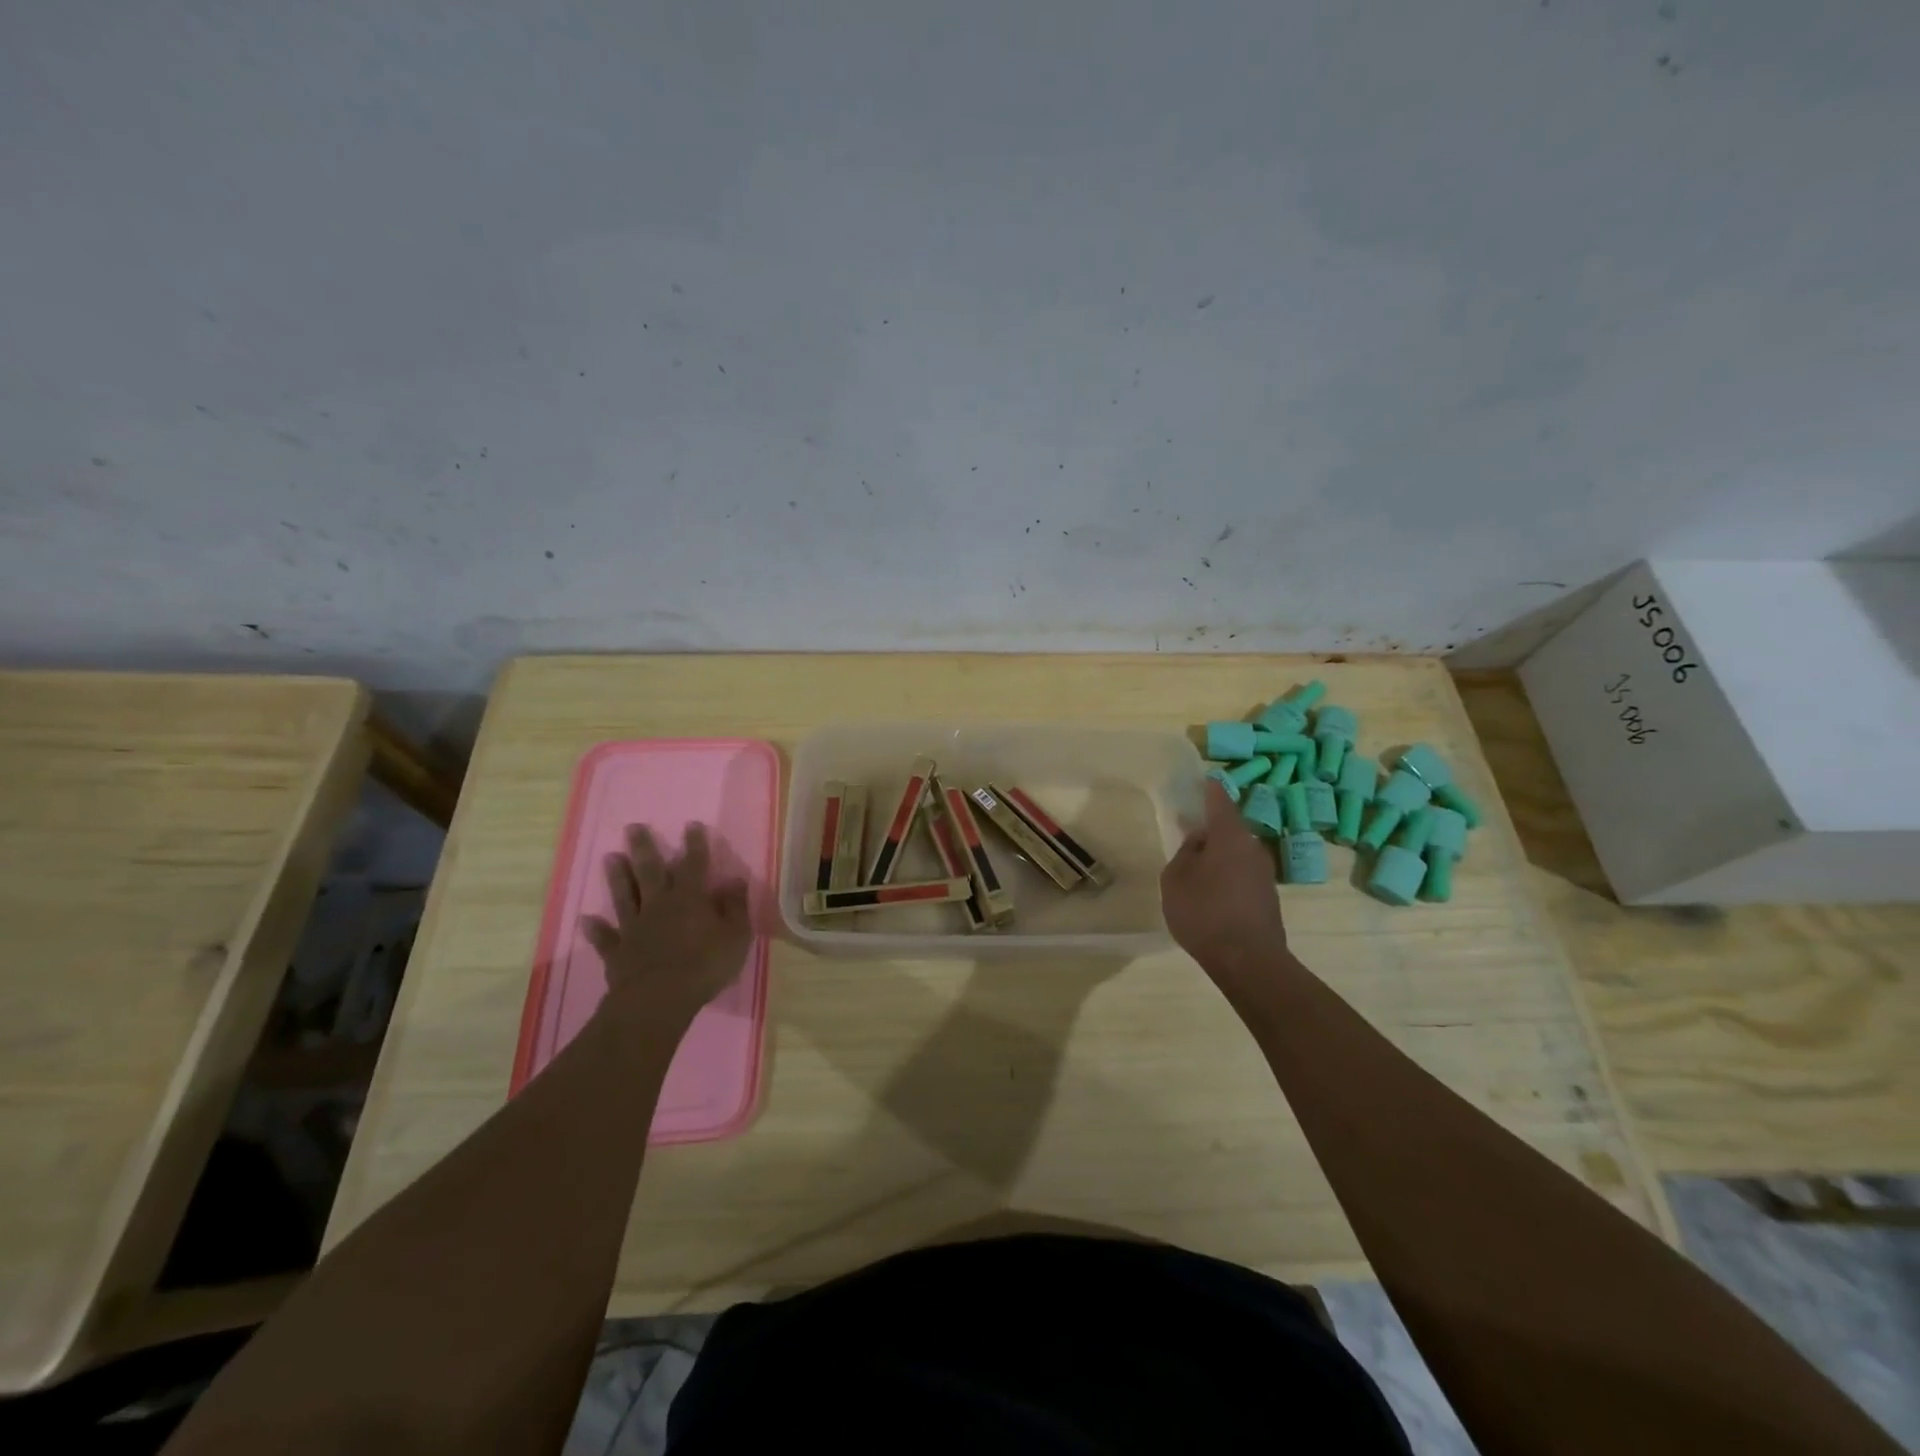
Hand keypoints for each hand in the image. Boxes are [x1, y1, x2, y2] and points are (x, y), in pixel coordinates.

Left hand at [582, 823, 751, 1022]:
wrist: (659, 999)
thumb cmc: (704, 965)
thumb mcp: (735, 935)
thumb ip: (735, 906)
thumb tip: (734, 880)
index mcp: (690, 898)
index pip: (694, 864)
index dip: (694, 844)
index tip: (691, 825)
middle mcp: (659, 905)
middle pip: (650, 871)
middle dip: (644, 848)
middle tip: (633, 827)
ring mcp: (635, 927)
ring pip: (625, 896)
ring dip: (617, 877)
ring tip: (610, 857)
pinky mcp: (618, 951)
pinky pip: (606, 938)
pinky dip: (596, 929)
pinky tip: (587, 919)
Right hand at [1161, 780, 1289, 984]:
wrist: (1248, 961)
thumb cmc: (1205, 912)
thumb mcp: (1176, 878)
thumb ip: (1185, 852)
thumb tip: (1198, 840)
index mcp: (1229, 835)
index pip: (1219, 799)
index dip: (1208, 788)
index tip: (1199, 780)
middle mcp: (1252, 847)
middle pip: (1229, 827)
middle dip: (1210, 825)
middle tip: (1187, 826)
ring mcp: (1264, 873)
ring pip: (1237, 851)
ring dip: (1218, 852)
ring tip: (1195, 862)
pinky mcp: (1267, 897)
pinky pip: (1242, 873)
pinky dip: (1226, 873)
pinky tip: (1211, 889)